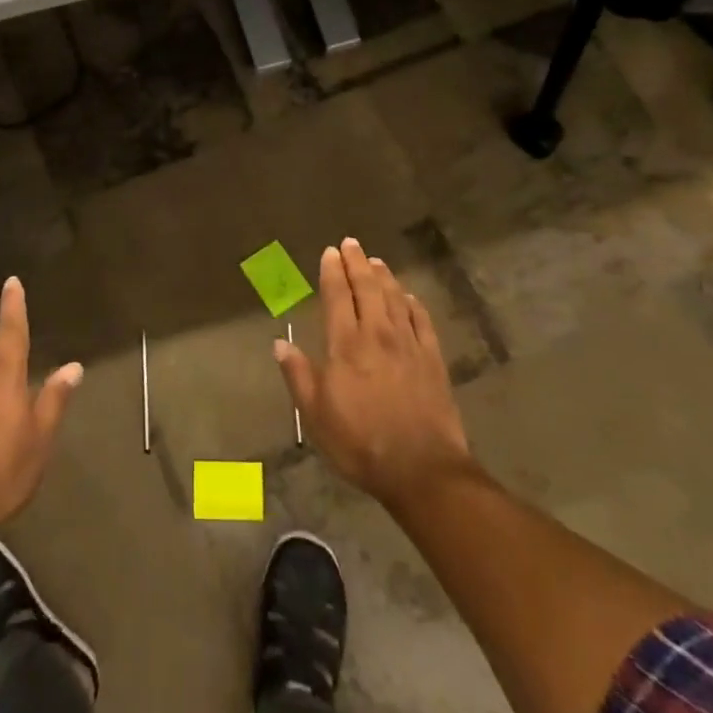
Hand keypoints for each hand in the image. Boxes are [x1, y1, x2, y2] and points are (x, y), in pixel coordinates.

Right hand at [275, 239, 477, 512]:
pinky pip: (422, 321)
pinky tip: (409, 297)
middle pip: (368, 289)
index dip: (332, 272)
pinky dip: (413, 303)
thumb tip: (279, 344)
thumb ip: (298, 375)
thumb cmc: (360, 443)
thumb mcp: (316, 415)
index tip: (330, 253)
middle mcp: (378, 334)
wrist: (422, 468)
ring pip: (395, 298)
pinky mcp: (432, 359)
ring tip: (376, 261)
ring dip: (384, 277)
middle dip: (357, 264)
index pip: (338, 297)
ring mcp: (409, 345)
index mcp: (347, 345)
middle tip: (351, 244)